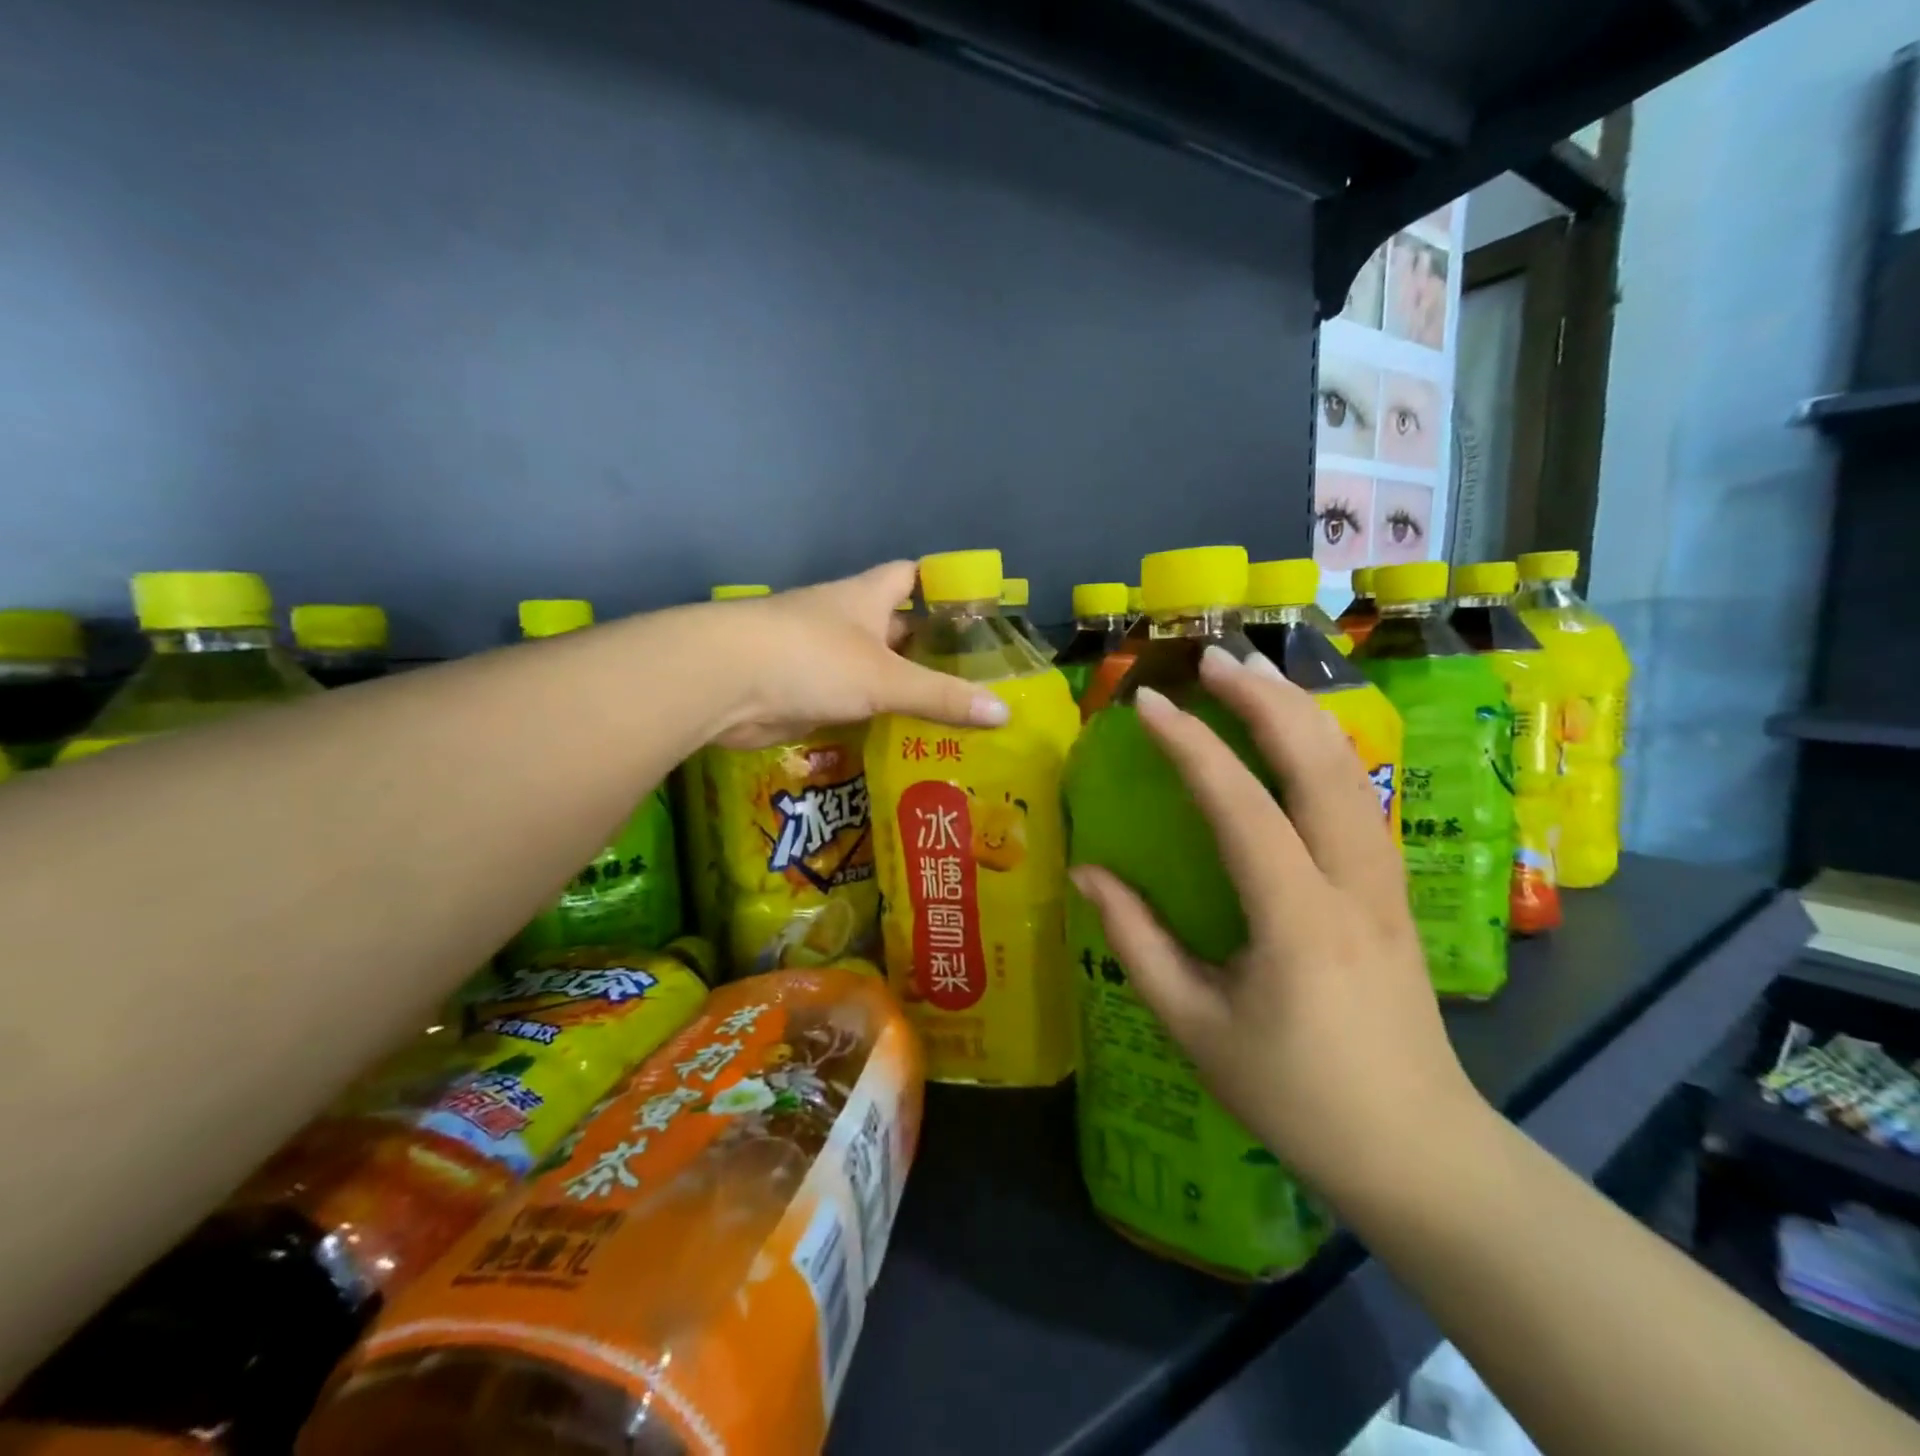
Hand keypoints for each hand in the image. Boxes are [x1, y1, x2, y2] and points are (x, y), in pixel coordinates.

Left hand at [702, 561, 1009, 749]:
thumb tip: (1005, 714)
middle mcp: (843, 621)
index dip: (940, 587)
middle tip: (973, 680)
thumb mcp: (885, 678)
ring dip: (899, 688)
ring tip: (946, 715)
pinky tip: (899, 738)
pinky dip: (871, 717)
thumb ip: (941, 697)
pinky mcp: (800, 692)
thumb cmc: (811, 658)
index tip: (974, 612)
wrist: (722, 681)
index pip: (910, 576)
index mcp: (865, 598)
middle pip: (894, 628)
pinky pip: (848, 702)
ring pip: (871, 669)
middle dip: (928, 650)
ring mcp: (818, 657)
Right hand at [1068, 645, 1484, 1205]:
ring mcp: (1387, 883)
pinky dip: (1325, 747)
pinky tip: (1298, 734)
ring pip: (1351, 771)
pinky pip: (1361, 797)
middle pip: (1320, 763)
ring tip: (1253, 675)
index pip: (1243, 808)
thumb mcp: (1195, 1026)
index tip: (1149, 703)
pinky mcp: (1396, 890)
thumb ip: (1138, 941)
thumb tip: (1088, 872)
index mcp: (1299, 920)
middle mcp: (1354, 884)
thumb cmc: (1293, 1095)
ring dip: (1301, 712)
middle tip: (1213, 658)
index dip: (1193, 748)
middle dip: (1265, 699)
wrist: (1416, 1150)